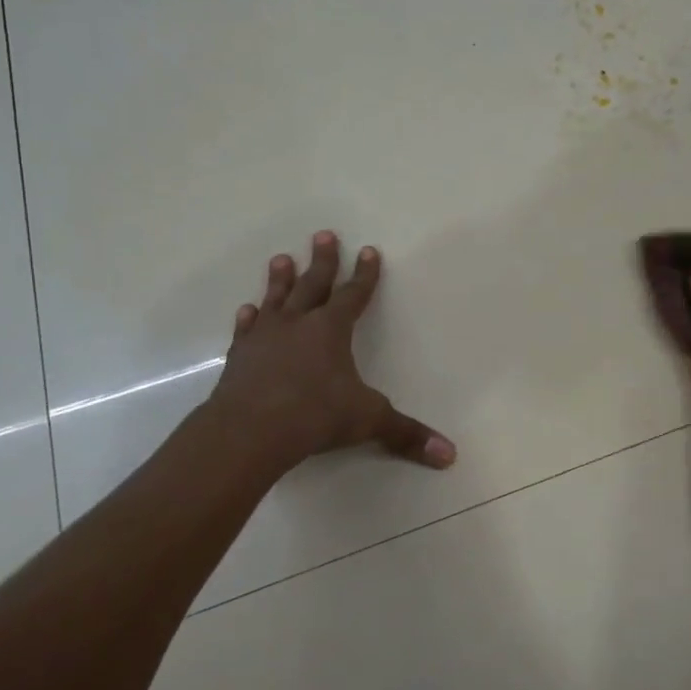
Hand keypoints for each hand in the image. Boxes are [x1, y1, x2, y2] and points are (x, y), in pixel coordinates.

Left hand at [202, 231, 454, 473]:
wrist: (248, 431)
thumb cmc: (314, 416)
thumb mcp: (368, 421)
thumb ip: (406, 434)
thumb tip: (450, 455)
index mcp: (331, 330)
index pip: (354, 294)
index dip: (365, 274)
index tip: (368, 250)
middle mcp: (298, 324)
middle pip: (314, 284)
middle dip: (323, 261)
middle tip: (323, 234)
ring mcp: (265, 338)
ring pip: (276, 299)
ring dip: (281, 279)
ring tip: (281, 258)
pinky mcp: (240, 356)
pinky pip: (247, 330)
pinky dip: (249, 318)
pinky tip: (247, 310)